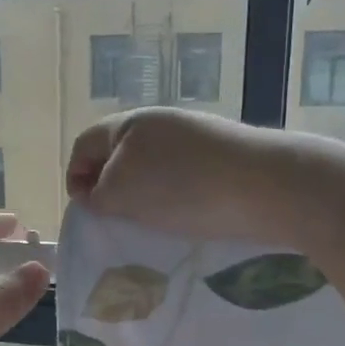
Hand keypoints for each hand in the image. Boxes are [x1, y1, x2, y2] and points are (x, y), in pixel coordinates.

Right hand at [66, 108, 298, 239]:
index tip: (86, 210)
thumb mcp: (122, 193)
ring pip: (152, 167)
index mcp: (131, 122)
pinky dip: (176, 196)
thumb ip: (97, 193)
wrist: (269, 187)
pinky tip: (187, 217)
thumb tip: (93, 193)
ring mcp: (196, 136)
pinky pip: (184, 176)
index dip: (75, 176)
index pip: (85, 144)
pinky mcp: (223, 156)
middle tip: (116, 220)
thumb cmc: (185, 189)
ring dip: (144, 194)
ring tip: (152, 223)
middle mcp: (162, 122)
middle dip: (111, 186)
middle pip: (119, 154)